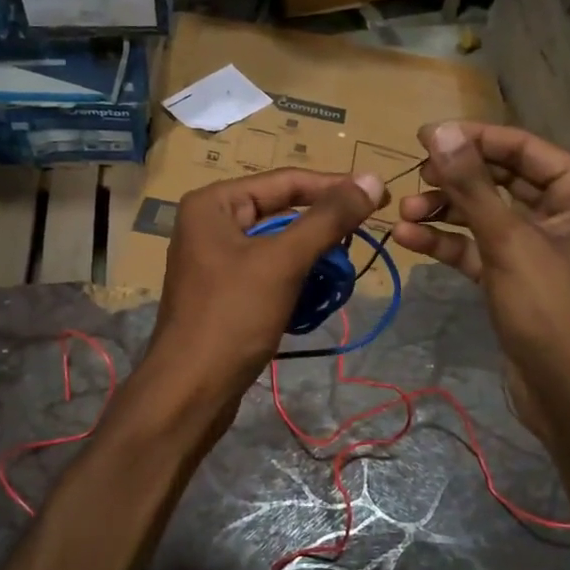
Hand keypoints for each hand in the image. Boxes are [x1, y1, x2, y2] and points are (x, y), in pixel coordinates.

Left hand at [146, 167, 387, 416]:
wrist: (190, 391)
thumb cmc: (232, 316)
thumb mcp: (283, 261)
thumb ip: (328, 218)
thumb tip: (372, 178)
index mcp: (214, 203)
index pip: (285, 181)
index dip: (335, 187)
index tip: (379, 196)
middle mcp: (210, 223)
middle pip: (280, 210)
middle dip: (322, 225)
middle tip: (366, 231)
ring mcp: (214, 259)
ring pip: (277, 243)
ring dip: (312, 254)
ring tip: (345, 266)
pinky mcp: (224, 291)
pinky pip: (268, 271)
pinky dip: (296, 277)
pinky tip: (319, 292)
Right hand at [391, 122, 569, 436]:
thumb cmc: (554, 312)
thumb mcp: (509, 243)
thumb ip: (472, 186)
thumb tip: (440, 131)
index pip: (525, 150)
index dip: (475, 138)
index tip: (425, 135)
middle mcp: (566, 215)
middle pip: (503, 181)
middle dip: (457, 179)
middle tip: (414, 175)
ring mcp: (540, 249)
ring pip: (487, 215)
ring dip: (446, 211)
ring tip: (405, 212)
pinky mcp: (517, 278)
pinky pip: (480, 248)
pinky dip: (449, 243)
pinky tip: (410, 239)